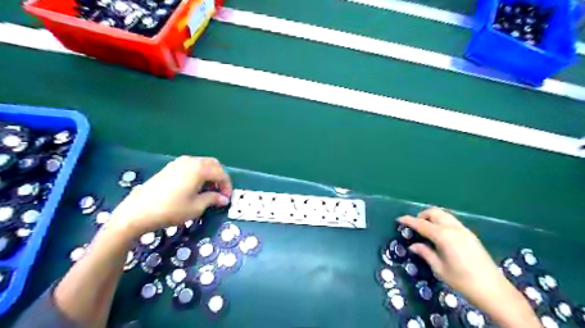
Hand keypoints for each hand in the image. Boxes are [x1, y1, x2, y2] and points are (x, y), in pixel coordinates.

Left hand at [107, 156, 232, 238]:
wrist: (137, 212)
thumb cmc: (171, 210)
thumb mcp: (196, 207)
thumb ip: (212, 199)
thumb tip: (223, 199)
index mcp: (199, 169)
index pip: (221, 174)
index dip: (227, 186)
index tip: (227, 198)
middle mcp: (190, 161)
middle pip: (213, 164)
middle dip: (220, 178)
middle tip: (220, 193)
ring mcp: (178, 163)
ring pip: (202, 164)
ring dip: (209, 175)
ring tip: (208, 191)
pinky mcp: (169, 168)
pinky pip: (191, 166)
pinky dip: (198, 174)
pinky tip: (195, 187)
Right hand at [400, 209, 505, 298]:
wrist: (494, 290)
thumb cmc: (462, 281)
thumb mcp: (439, 268)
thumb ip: (425, 253)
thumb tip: (413, 245)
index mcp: (444, 236)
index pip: (421, 224)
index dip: (409, 221)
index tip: (399, 219)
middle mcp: (454, 228)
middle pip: (434, 212)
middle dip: (422, 215)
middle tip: (414, 227)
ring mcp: (464, 230)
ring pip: (444, 214)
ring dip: (432, 217)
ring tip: (426, 230)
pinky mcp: (470, 235)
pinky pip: (452, 221)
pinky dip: (441, 222)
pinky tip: (439, 235)